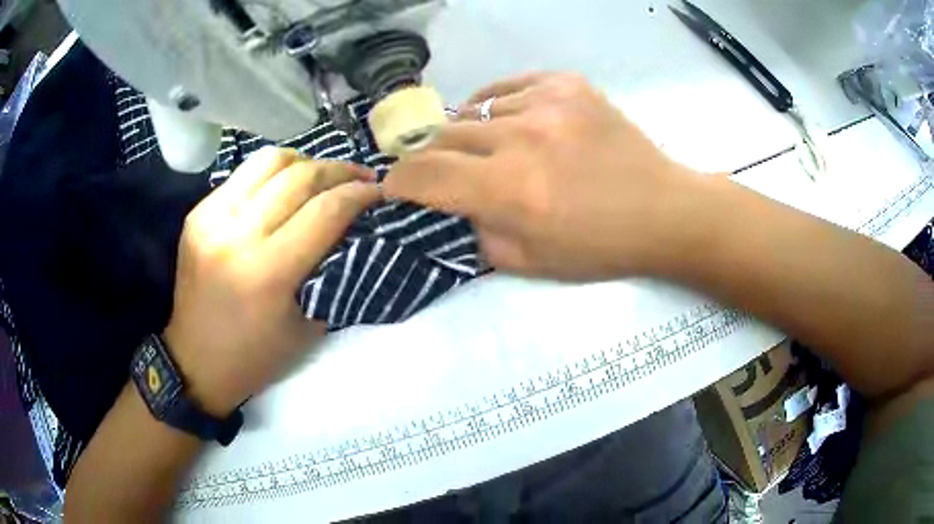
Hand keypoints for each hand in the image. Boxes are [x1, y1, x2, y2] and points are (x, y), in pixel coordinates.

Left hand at [163, 148, 380, 414]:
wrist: (196, 361)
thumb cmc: (256, 356)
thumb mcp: (308, 325)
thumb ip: (332, 271)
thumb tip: (354, 228)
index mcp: (268, 272)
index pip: (325, 210)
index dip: (360, 194)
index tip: (380, 191)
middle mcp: (237, 234)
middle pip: (300, 176)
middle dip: (339, 170)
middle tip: (361, 177)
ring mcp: (211, 218)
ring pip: (269, 161)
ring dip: (306, 162)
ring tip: (323, 175)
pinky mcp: (197, 213)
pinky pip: (243, 175)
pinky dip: (273, 174)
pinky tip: (285, 187)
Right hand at [384, 72, 702, 279]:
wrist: (662, 209)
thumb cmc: (599, 246)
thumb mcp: (530, 263)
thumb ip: (476, 236)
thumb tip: (447, 208)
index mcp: (510, 191)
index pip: (425, 175)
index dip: (400, 180)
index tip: (395, 185)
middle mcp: (521, 138)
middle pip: (443, 135)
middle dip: (430, 157)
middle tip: (439, 169)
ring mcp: (546, 103)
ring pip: (476, 109)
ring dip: (470, 133)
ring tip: (487, 148)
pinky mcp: (567, 85)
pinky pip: (509, 87)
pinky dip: (497, 105)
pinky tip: (507, 121)